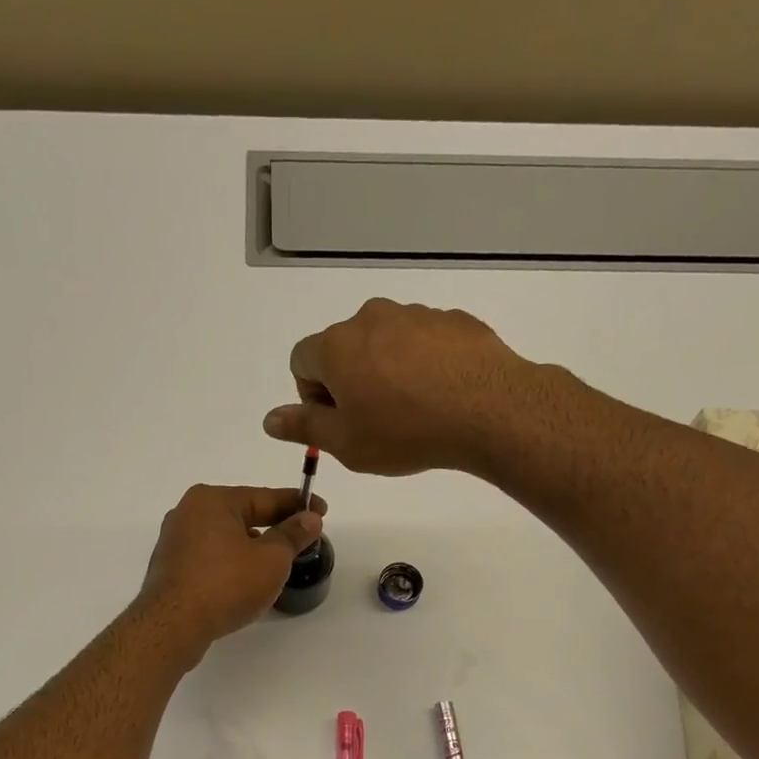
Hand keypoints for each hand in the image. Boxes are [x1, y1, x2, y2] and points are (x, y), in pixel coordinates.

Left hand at [136, 484, 326, 655]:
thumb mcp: (272, 559)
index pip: (265, 497)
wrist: (173, 626)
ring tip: (278, 564)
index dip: (298, 504)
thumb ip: (293, 535)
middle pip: (243, 515)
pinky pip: (211, 557)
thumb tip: (310, 519)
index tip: (321, 510)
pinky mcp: (171, 568)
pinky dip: (232, 563)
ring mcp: (176, 541)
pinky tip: (246, 581)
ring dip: (253, 547)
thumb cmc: (226, 584)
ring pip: (226, 538)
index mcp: (212, 500)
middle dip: (275, 526)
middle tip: (303, 539)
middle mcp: (189, 512)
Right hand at [265, 298, 556, 475]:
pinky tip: (442, 396)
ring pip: (384, 344)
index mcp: (336, 345)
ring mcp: (414, 314)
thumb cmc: (405, 432)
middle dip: (350, 382)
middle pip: (343, 349)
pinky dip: (423, 365)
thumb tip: (269, 419)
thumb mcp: (346, 443)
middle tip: (376, 421)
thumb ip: (304, 426)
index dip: (313, 396)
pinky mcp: (451, 320)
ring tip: (414, 410)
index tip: (341, 422)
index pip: (301, 361)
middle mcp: (370, 318)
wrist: (488, 410)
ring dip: (387, 372)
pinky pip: (423, 342)